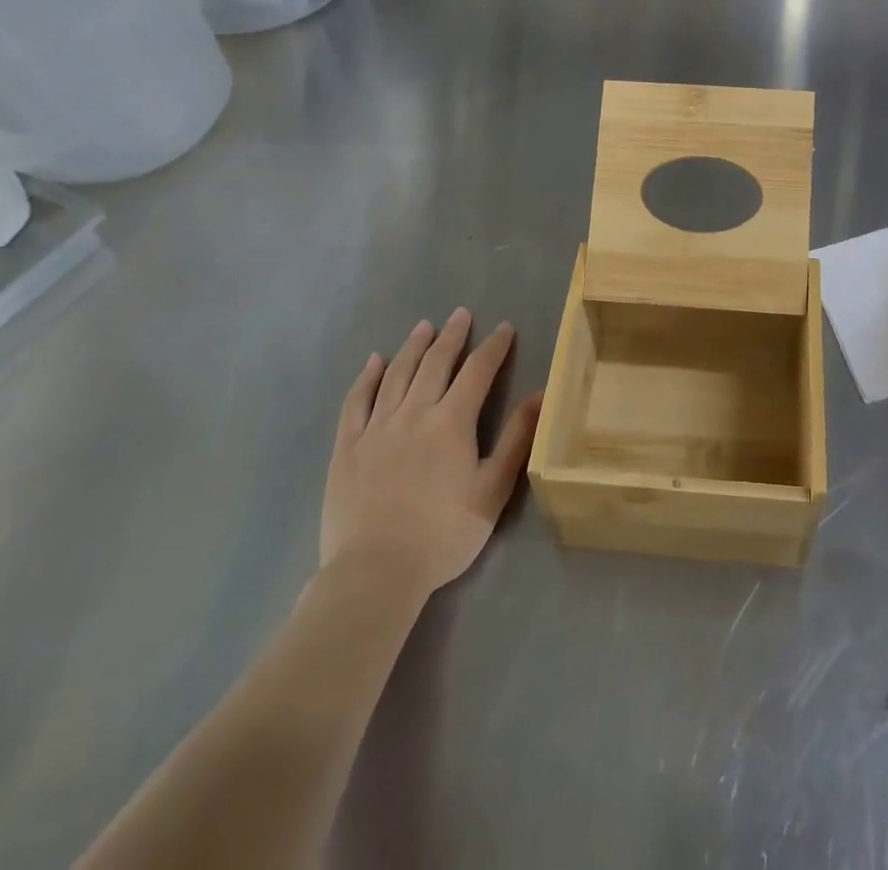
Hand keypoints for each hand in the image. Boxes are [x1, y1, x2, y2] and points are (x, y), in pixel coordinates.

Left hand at [321, 308, 541, 597]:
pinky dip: (367, 377)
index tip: (504, 327)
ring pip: (397, 374)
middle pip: (435, 363)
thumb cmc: (443, 534)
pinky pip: (356, 401)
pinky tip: (374, 362)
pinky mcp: (347, 447)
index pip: (478, 371)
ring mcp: (376, 427)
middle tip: (460, 314)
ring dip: (413, 347)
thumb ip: (515, 439)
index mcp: (452, 421)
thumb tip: (539, 395)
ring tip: (423, 327)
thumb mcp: (492, 490)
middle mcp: (414, 412)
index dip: (493, 347)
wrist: (375, 572)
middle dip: (452, 335)